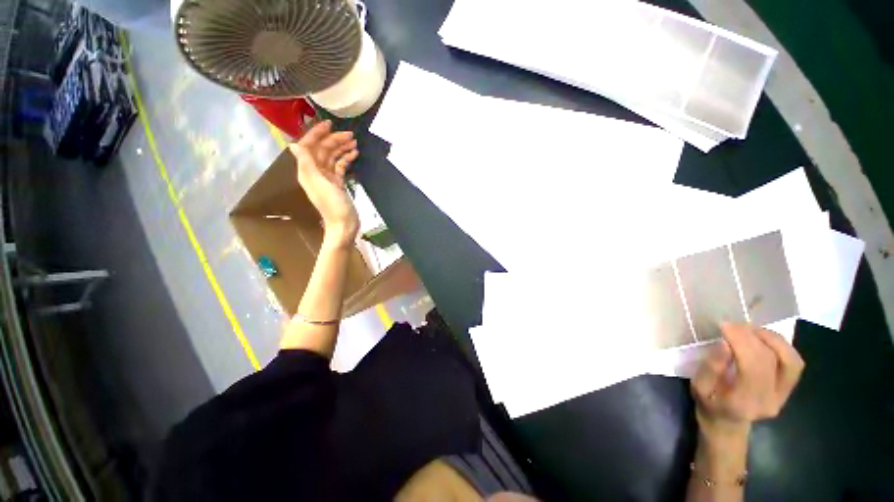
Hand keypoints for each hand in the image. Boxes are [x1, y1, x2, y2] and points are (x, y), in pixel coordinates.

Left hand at [289, 120, 359, 246]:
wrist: (344, 224)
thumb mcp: (318, 183)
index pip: (309, 146)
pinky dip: (346, 159)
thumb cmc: (332, 205)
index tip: (330, 124)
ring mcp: (328, 178)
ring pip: (333, 157)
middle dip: (335, 140)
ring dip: (342, 148)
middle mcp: (316, 172)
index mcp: (308, 170)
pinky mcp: (338, 183)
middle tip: (351, 134)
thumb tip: (293, 144)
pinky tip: (355, 154)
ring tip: (355, 142)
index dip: (317, 134)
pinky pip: (341, 166)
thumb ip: (306, 163)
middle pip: (323, 150)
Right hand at [692, 323, 805, 438]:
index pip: (752, 367)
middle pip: (769, 360)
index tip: (724, 326)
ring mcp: (784, 395)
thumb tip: (724, 343)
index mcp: (745, 402)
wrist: (727, 424)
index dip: (741, 342)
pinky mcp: (788, 388)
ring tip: (749, 329)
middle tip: (732, 324)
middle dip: (751, 336)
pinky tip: (762, 338)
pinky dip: (780, 345)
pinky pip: (793, 362)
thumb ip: (711, 368)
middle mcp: (771, 399)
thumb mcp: (699, 387)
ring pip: (789, 360)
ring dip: (770, 339)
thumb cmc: (708, 403)